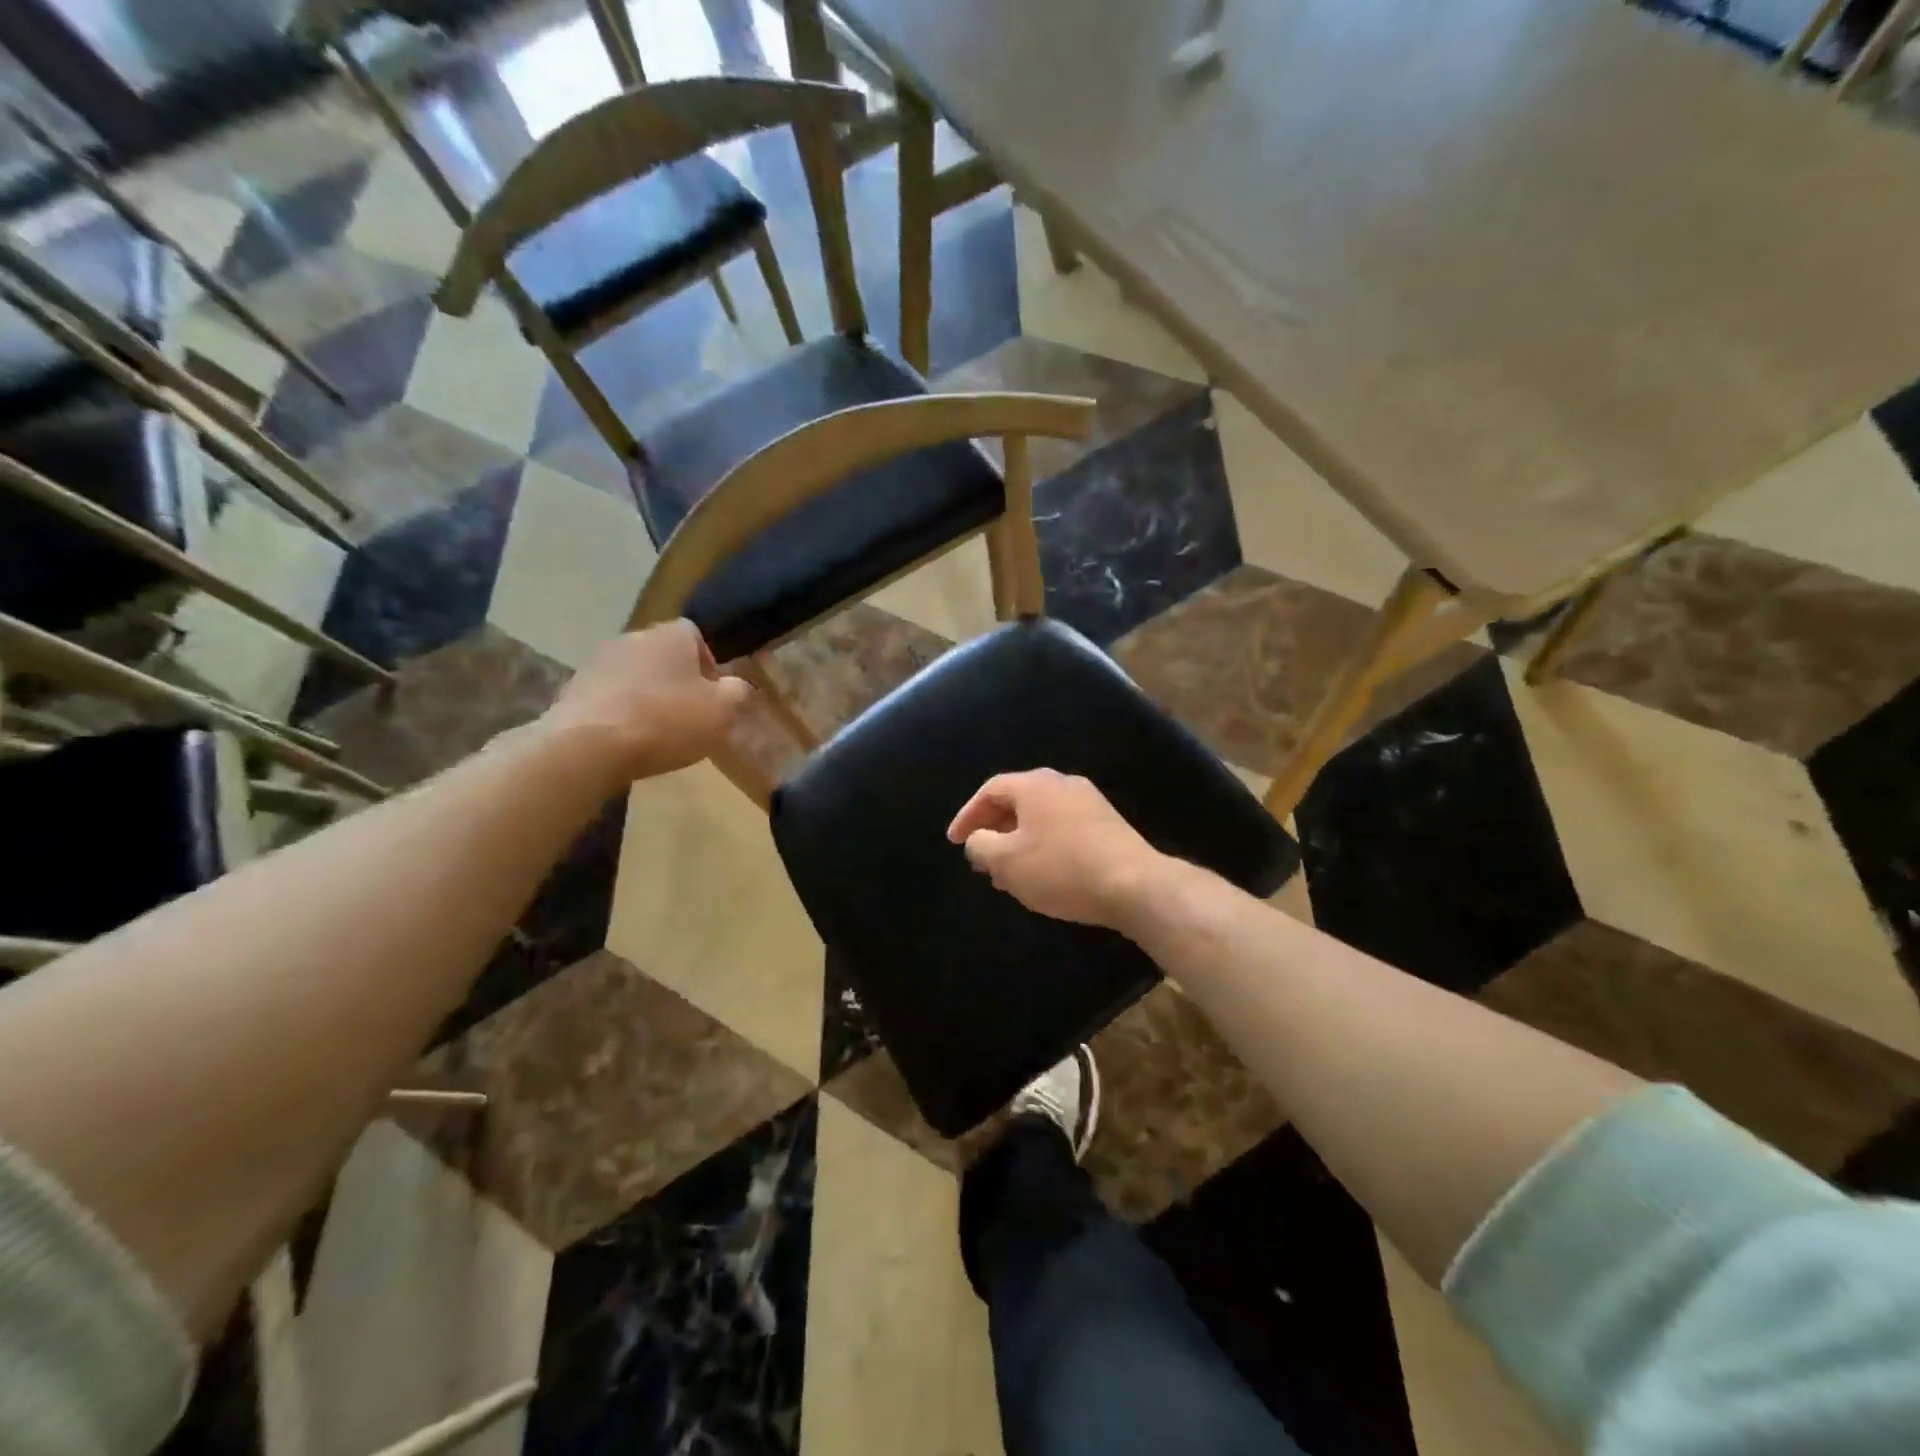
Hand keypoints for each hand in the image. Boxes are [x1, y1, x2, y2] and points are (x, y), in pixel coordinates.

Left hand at [543, 621, 752, 784]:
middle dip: (676, 681)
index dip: (708, 663)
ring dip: (645, 696)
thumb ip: (737, 694)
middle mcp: (632, 638)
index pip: (694, 634)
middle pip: (662, 655)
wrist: (586, 746)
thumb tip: (737, 687)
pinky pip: (607, 697)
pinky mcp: (572, 690)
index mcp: (671, 635)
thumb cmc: (665, 721)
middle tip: (687, 715)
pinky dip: (619, 713)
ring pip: (633, 675)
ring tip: (655, 732)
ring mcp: (597, 662)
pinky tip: (625, 740)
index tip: (712, 695)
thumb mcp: (722, 712)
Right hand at [946, 769, 1164, 928]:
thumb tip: (977, 840)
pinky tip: (1044, 873)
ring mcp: (1089, 801)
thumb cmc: (1061, 869)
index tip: (954, 841)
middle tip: (981, 856)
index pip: (990, 790)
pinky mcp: (1108, 823)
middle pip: (1017, 800)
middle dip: (994, 829)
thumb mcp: (1007, 862)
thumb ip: (981, 846)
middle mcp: (1062, 783)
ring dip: (1019, 840)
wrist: (1134, 884)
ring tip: (1009, 871)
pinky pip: (1063, 827)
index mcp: (1034, 785)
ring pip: (1041, 816)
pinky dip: (1044, 844)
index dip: (967, 815)